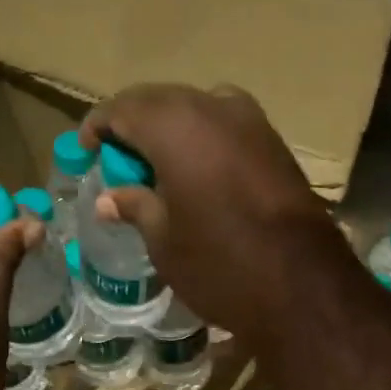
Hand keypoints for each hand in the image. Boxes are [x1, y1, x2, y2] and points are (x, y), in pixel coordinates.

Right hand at [80, 84, 352, 353]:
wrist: (304, 287)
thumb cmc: (220, 265)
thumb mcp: (164, 242)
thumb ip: (135, 207)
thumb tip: (110, 199)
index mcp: (176, 125)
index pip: (123, 108)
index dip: (98, 127)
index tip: (86, 151)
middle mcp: (215, 107)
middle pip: (161, 102)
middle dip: (134, 126)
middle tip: (118, 161)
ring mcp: (253, 122)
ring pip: (197, 111)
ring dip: (171, 133)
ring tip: (156, 169)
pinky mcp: (276, 145)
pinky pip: (226, 129)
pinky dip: (203, 143)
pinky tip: (196, 175)